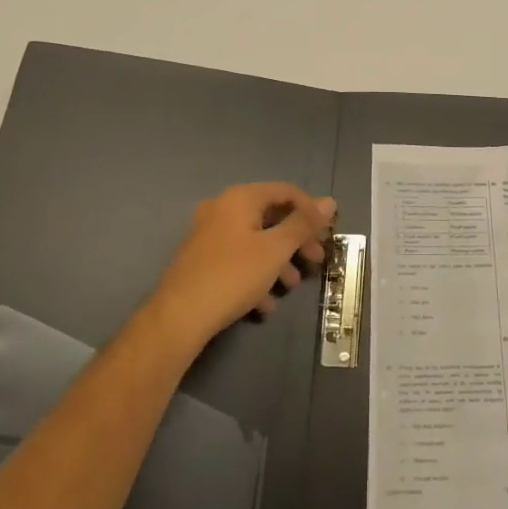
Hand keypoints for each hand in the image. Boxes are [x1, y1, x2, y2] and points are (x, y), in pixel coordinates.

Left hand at [145, 183, 334, 352]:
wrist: (179, 317)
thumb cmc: (233, 275)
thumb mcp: (276, 249)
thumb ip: (303, 224)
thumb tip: (329, 201)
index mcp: (240, 198)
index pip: (285, 191)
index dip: (310, 210)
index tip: (327, 234)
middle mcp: (221, 208)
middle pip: (270, 216)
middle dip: (296, 240)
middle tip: (315, 260)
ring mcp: (208, 234)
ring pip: (254, 241)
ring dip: (277, 261)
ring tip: (290, 286)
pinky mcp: (200, 260)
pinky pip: (237, 259)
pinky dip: (255, 274)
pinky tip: (264, 304)